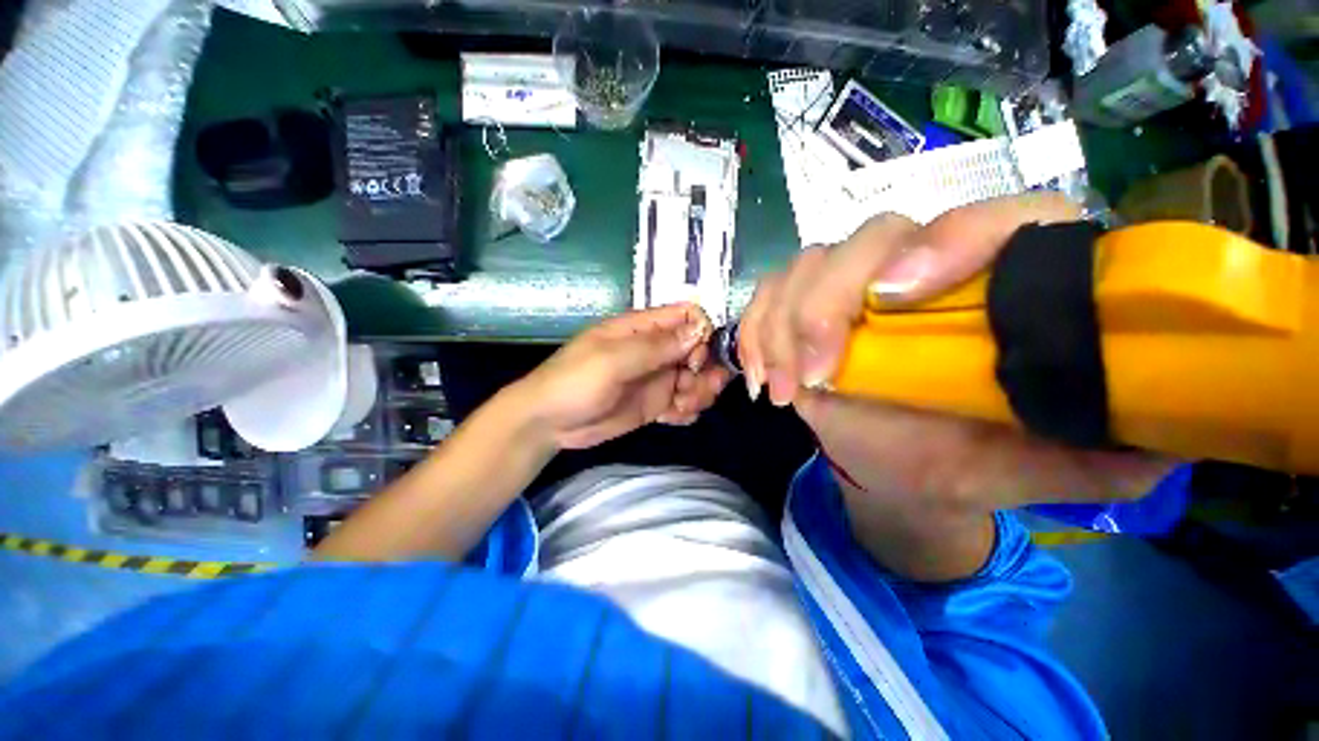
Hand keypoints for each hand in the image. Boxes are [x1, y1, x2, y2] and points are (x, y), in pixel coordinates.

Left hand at [515, 303, 731, 449]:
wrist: (549, 424)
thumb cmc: (574, 383)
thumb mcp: (612, 361)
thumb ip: (656, 346)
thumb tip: (701, 329)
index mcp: (642, 329)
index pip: (688, 317)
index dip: (701, 335)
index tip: (695, 361)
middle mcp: (655, 350)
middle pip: (700, 350)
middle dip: (706, 371)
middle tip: (693, 392)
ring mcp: (657, 378)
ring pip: (697, 378)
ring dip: (699, 393)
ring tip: (681, 408)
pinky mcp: (656, 403)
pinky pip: (685, 402)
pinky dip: (687, 411)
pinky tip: (672, 419)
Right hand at [739, 194, 1174, 512]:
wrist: (903, 468)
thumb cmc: (971, 459)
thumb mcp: (1046, 467)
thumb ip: (1108, 448)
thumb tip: (1169, 429)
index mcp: (998, 283)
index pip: (986, 219)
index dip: (944, 243)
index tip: (894, 299)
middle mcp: (920, 267)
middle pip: (868, 238)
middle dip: (828, 304)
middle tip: (815, 377)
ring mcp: (853, 288)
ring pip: (804, 266)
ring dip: (782, 326)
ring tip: (782, 389)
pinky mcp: (805, 310)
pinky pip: (767, 296)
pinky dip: (754, 330)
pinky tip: (758, 373)